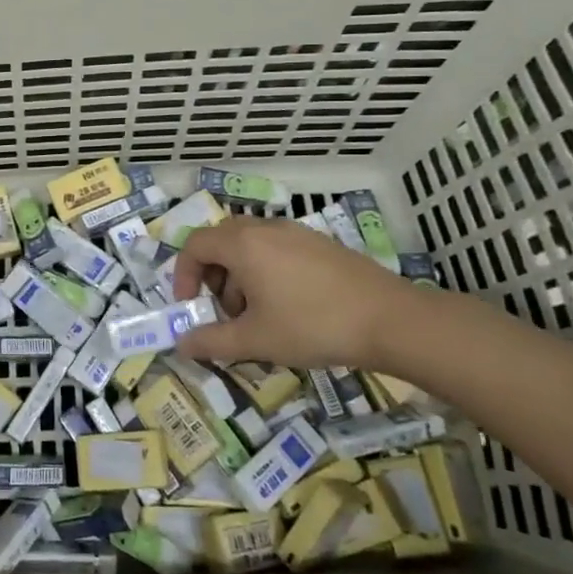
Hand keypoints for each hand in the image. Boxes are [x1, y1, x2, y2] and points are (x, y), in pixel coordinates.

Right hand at [170, 216, 419, 370]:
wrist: (390, 320)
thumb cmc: (312, 325)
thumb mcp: (255, 340)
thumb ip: (212, 341)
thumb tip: (181, 344)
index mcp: (242, 244)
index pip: (195, 245)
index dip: (183, 274)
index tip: (190, 306)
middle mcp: (265, 229)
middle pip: (221, 240)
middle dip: (212, 274)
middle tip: (222, 309)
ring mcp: (296, 232)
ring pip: (250, 244)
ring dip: (239, 274)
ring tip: (256, 314)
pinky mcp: (320, 243)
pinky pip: (276, 247)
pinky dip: (266, 270)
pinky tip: (288, 305)